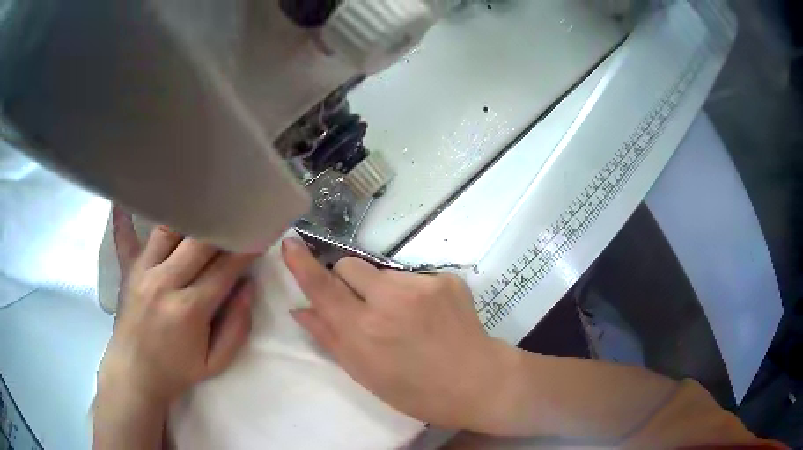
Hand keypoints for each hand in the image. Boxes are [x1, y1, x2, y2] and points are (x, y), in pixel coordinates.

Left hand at [99, 209, 257, 405]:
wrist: (135, 374)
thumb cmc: (177, 371)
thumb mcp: (216, 362)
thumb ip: (237, 327)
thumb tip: (248, 287)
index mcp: (189, 309)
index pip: (224, 269)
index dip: (245, 250)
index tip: (259, 232)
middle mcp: (164, 283)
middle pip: (197, 243)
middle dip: (222, 227)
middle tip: (237, 213)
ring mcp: (142, 272)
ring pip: (167, 230)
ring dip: (188, 216)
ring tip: (204, 203)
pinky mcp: (127, 271)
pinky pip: (124, 237)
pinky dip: (125, 217)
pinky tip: (125, 197)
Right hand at [281, 238, 517, 430]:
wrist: (476, 382)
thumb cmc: (415, 390)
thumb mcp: (364, 373)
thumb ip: (329, 337)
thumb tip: (299, 309)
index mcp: (364, 331)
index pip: (323, 288)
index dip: (302, 264)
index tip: (289, 244)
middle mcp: (389, 301)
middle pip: (349, 265)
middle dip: (347, 281)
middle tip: (364, 308)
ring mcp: (421, 285)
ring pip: (382, 272)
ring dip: (382, 289)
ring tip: (404, 319)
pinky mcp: (445, 278)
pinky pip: (412, 277)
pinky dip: (411, 292)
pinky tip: (427, 316)